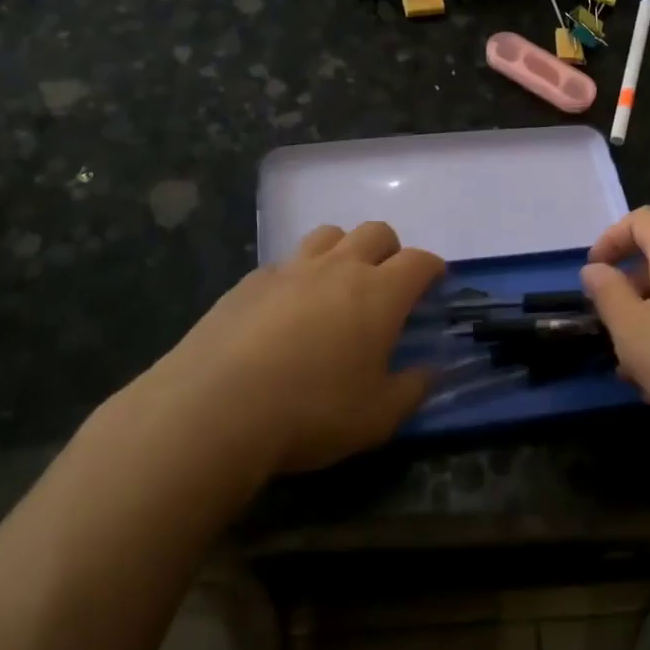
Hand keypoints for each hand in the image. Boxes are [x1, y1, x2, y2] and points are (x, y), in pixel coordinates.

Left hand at [140, 222, 443, 474]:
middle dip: (390, 250)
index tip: (435, 281)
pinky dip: (297, 276)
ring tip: (337, 285)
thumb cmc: (311, 412)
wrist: (215, 408)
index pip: (419, 261)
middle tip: (387, 282)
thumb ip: (412, 389)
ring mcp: (290, 269)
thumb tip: (430, 371)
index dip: (432, 267)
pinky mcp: (250, 282)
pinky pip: (285, 263)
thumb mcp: (378, 417)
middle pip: (375, 232)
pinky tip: (285, 310)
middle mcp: (338, 268)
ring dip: (342, 250)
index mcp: (379, 293)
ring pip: (328, 235)